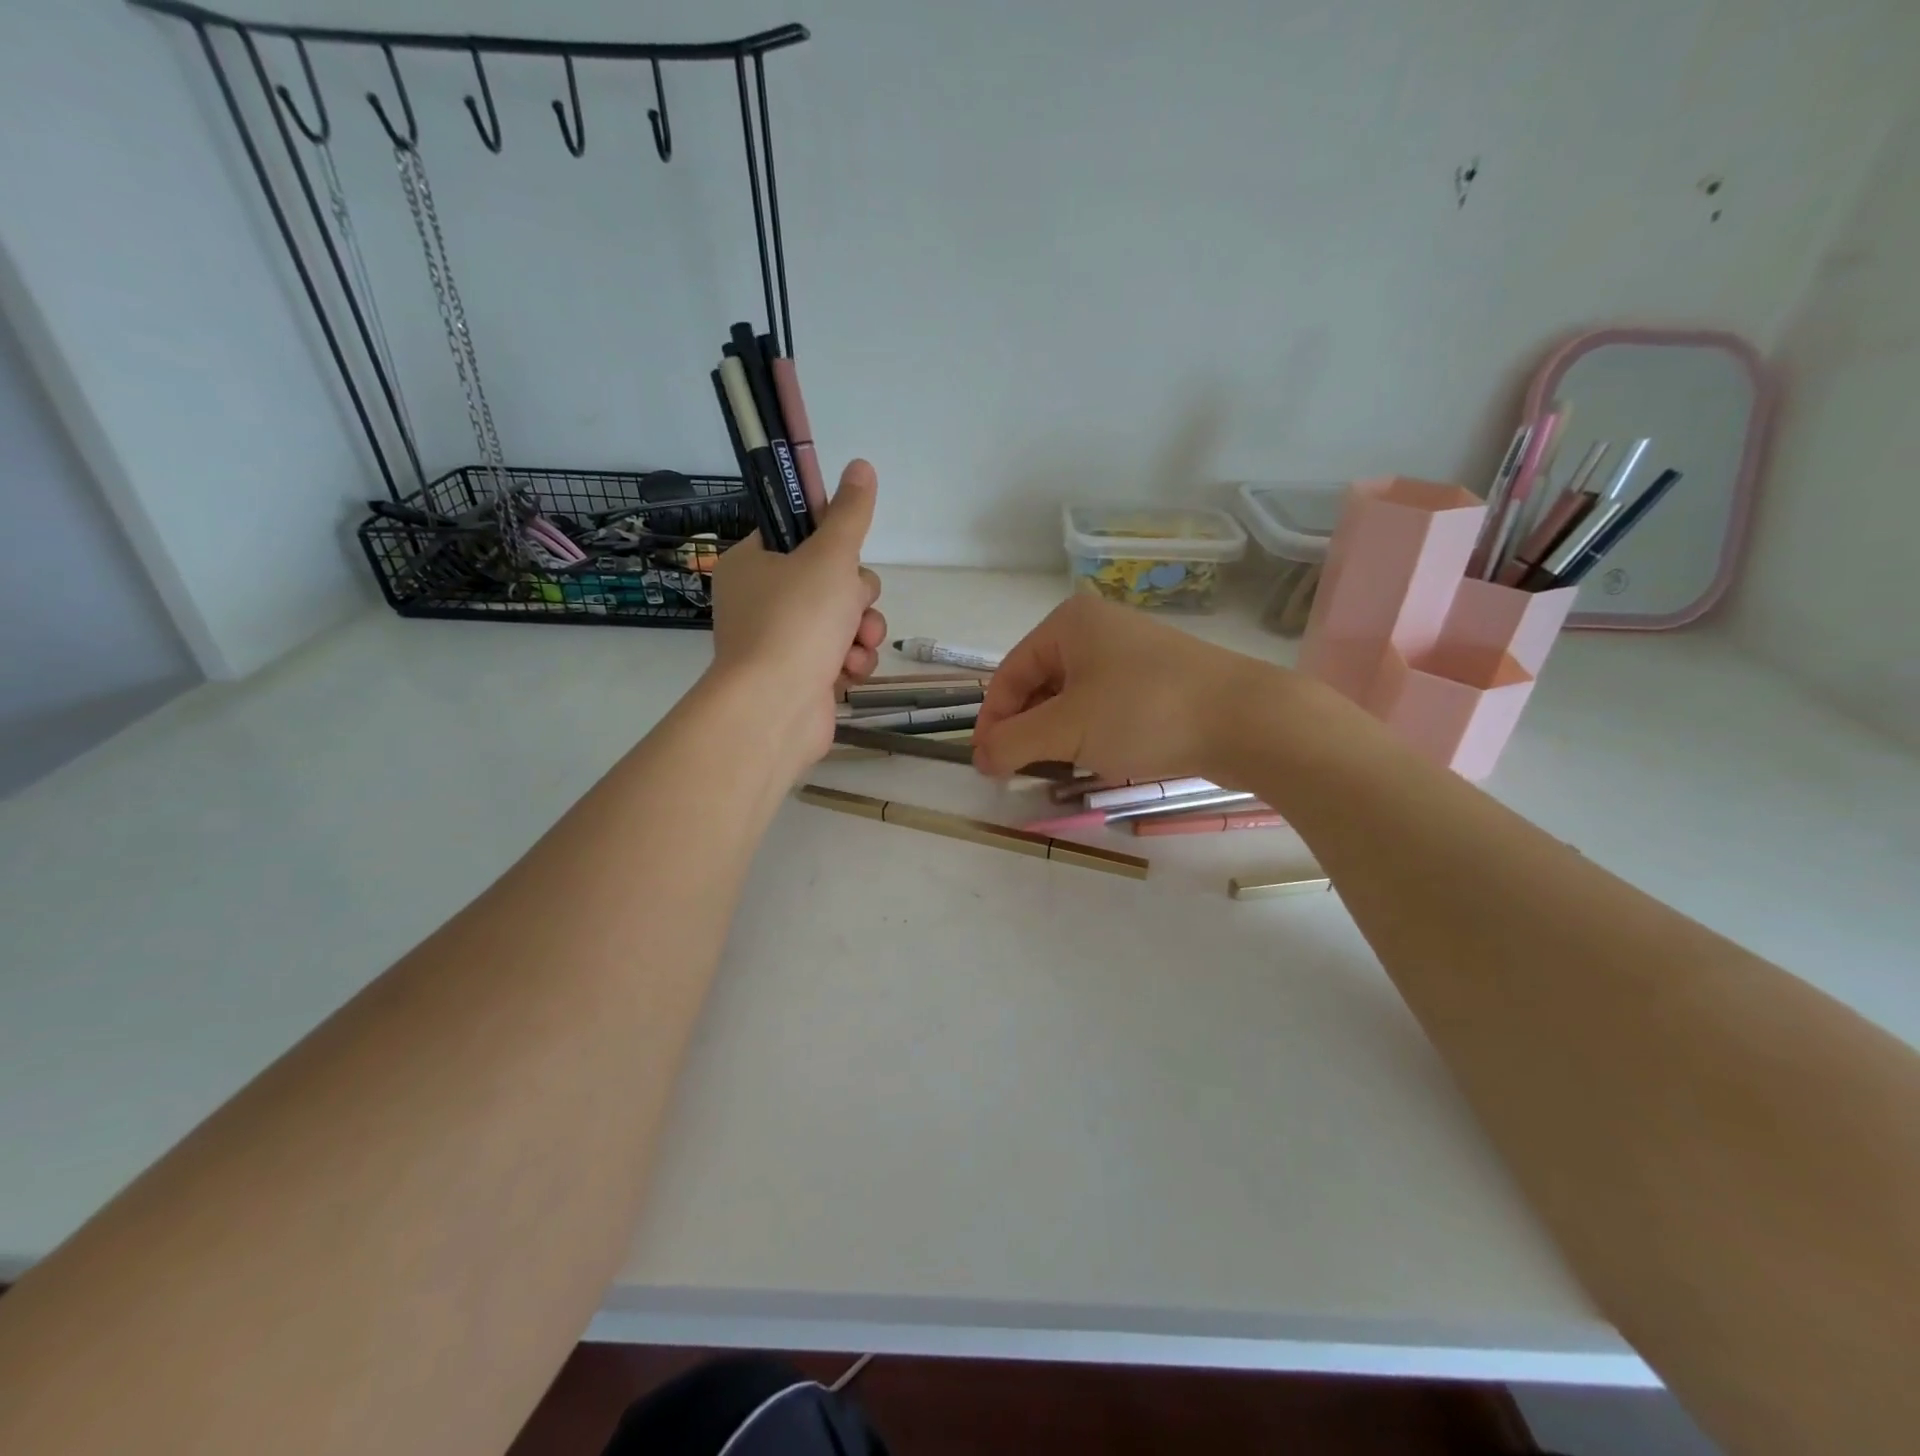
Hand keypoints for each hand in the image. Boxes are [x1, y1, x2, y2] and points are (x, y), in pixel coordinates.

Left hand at [709, 459, 886, 766]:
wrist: (775, 709)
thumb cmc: (796, 622)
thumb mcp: (830, 557)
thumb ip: (850, 514)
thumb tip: (861, 466)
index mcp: (753, 563)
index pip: (799, 535)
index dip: (831, 541)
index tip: (847, 552)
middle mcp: (762, 600)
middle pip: (831, 579)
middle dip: (855, 596)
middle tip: (850, 605)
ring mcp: (782, 641)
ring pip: (843, 619)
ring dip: (860, 630)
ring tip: (854, 645)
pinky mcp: (802, 675)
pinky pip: (841, 654)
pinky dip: (851, 661)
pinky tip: (848, 671)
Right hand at [971, 594, 1289, 783]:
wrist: (1247, 719)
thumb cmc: (1143, 713)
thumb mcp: (1066, 730)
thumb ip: (1012, 743)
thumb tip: (980, 757)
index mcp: (1067, 623)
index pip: (1008, 675)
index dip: (992, 722)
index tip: (987, 767)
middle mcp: (1097, 628)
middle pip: (1039, 685)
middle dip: (1027, 730)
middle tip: (1023, 773)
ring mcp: (1131, 653)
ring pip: (1073, 699)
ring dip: (1059, 736)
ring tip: (1061, 769)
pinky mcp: (1158, 679)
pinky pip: (1106, 705)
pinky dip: (1092, 733)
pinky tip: (1100, 759)